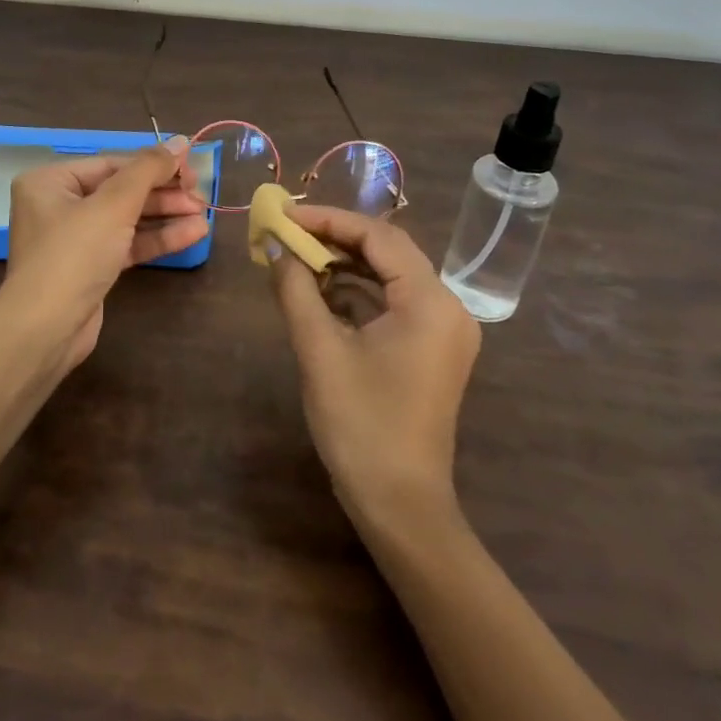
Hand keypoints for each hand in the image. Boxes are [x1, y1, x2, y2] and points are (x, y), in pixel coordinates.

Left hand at [0, 137, 207, 365]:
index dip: (154, 165)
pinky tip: (192, 235)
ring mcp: (74, 239)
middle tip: (200, 196)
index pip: (111, 164)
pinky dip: (156, 239)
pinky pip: (127, 244)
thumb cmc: (73, 255)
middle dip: (162, 194)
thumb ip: (148, 170)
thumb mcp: (113, 205)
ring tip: (204, 215)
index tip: (191, 169)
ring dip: (165, 216)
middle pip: (121, 191)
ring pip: (127, 218)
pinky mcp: (90, 267)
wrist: (46, 330)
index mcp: (51, 181)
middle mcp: (59, 205)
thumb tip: (180, 141)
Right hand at [268, 203, 481, 518]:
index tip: (284, 215)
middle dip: (335, 239)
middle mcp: (447, 308)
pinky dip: (356, 294)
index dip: (328, 220)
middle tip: (287, 233)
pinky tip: (318, 294)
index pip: (379, 236)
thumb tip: (274, 245)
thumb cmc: (360, 425)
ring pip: (389, 276)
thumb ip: (295, 289)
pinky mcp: (430, 349)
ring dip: (344, 265)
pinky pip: (393, 303)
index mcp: (430, 302)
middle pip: (388, 251)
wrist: (400, 505)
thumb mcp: (319, 350)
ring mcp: (442, 330)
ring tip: (296, 260)